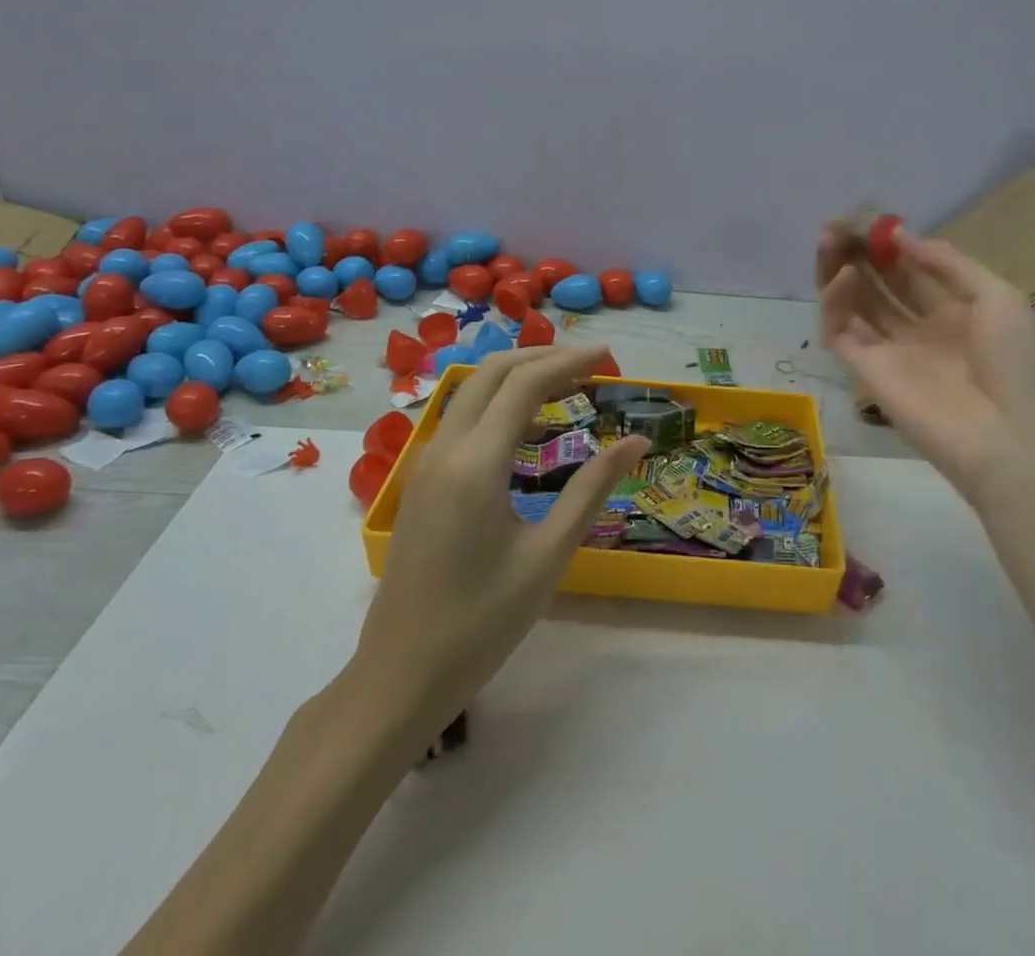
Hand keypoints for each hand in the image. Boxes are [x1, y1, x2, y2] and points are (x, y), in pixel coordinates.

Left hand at [349, 346, 648, 744]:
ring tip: (567, 388)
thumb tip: (636, 443)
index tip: (609, 357)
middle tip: (589, 365)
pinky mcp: (421, 483)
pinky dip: (498, 406)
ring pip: (472, 392)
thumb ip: (592, 490)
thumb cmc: (481, 622)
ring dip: (518, 377)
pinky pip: (462, 421)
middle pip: (492, 372)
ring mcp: (426, 464)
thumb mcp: (548, 556)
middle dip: (542, 357)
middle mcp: (445, 449)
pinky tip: (529, 434)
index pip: (526, 383)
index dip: (570, 362)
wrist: (398, 676)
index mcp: (477, 463)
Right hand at [817, 227, 1034, 504]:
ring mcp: (891, 351)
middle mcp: (919, 328)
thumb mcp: (998, 297)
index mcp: (956, 311)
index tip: (871, 219)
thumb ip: (947, 263)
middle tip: (839, 224)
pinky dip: (834, 303)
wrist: (1014, 441)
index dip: (890, 244)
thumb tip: (900, 236)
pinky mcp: (866, 372)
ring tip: (829, 240)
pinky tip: (841, 277)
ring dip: (838, 270)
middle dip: (859, 252)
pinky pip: (841, 332)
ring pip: (853, 304)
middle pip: (878, 283)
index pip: (911, 270)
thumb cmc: (1019, 365)